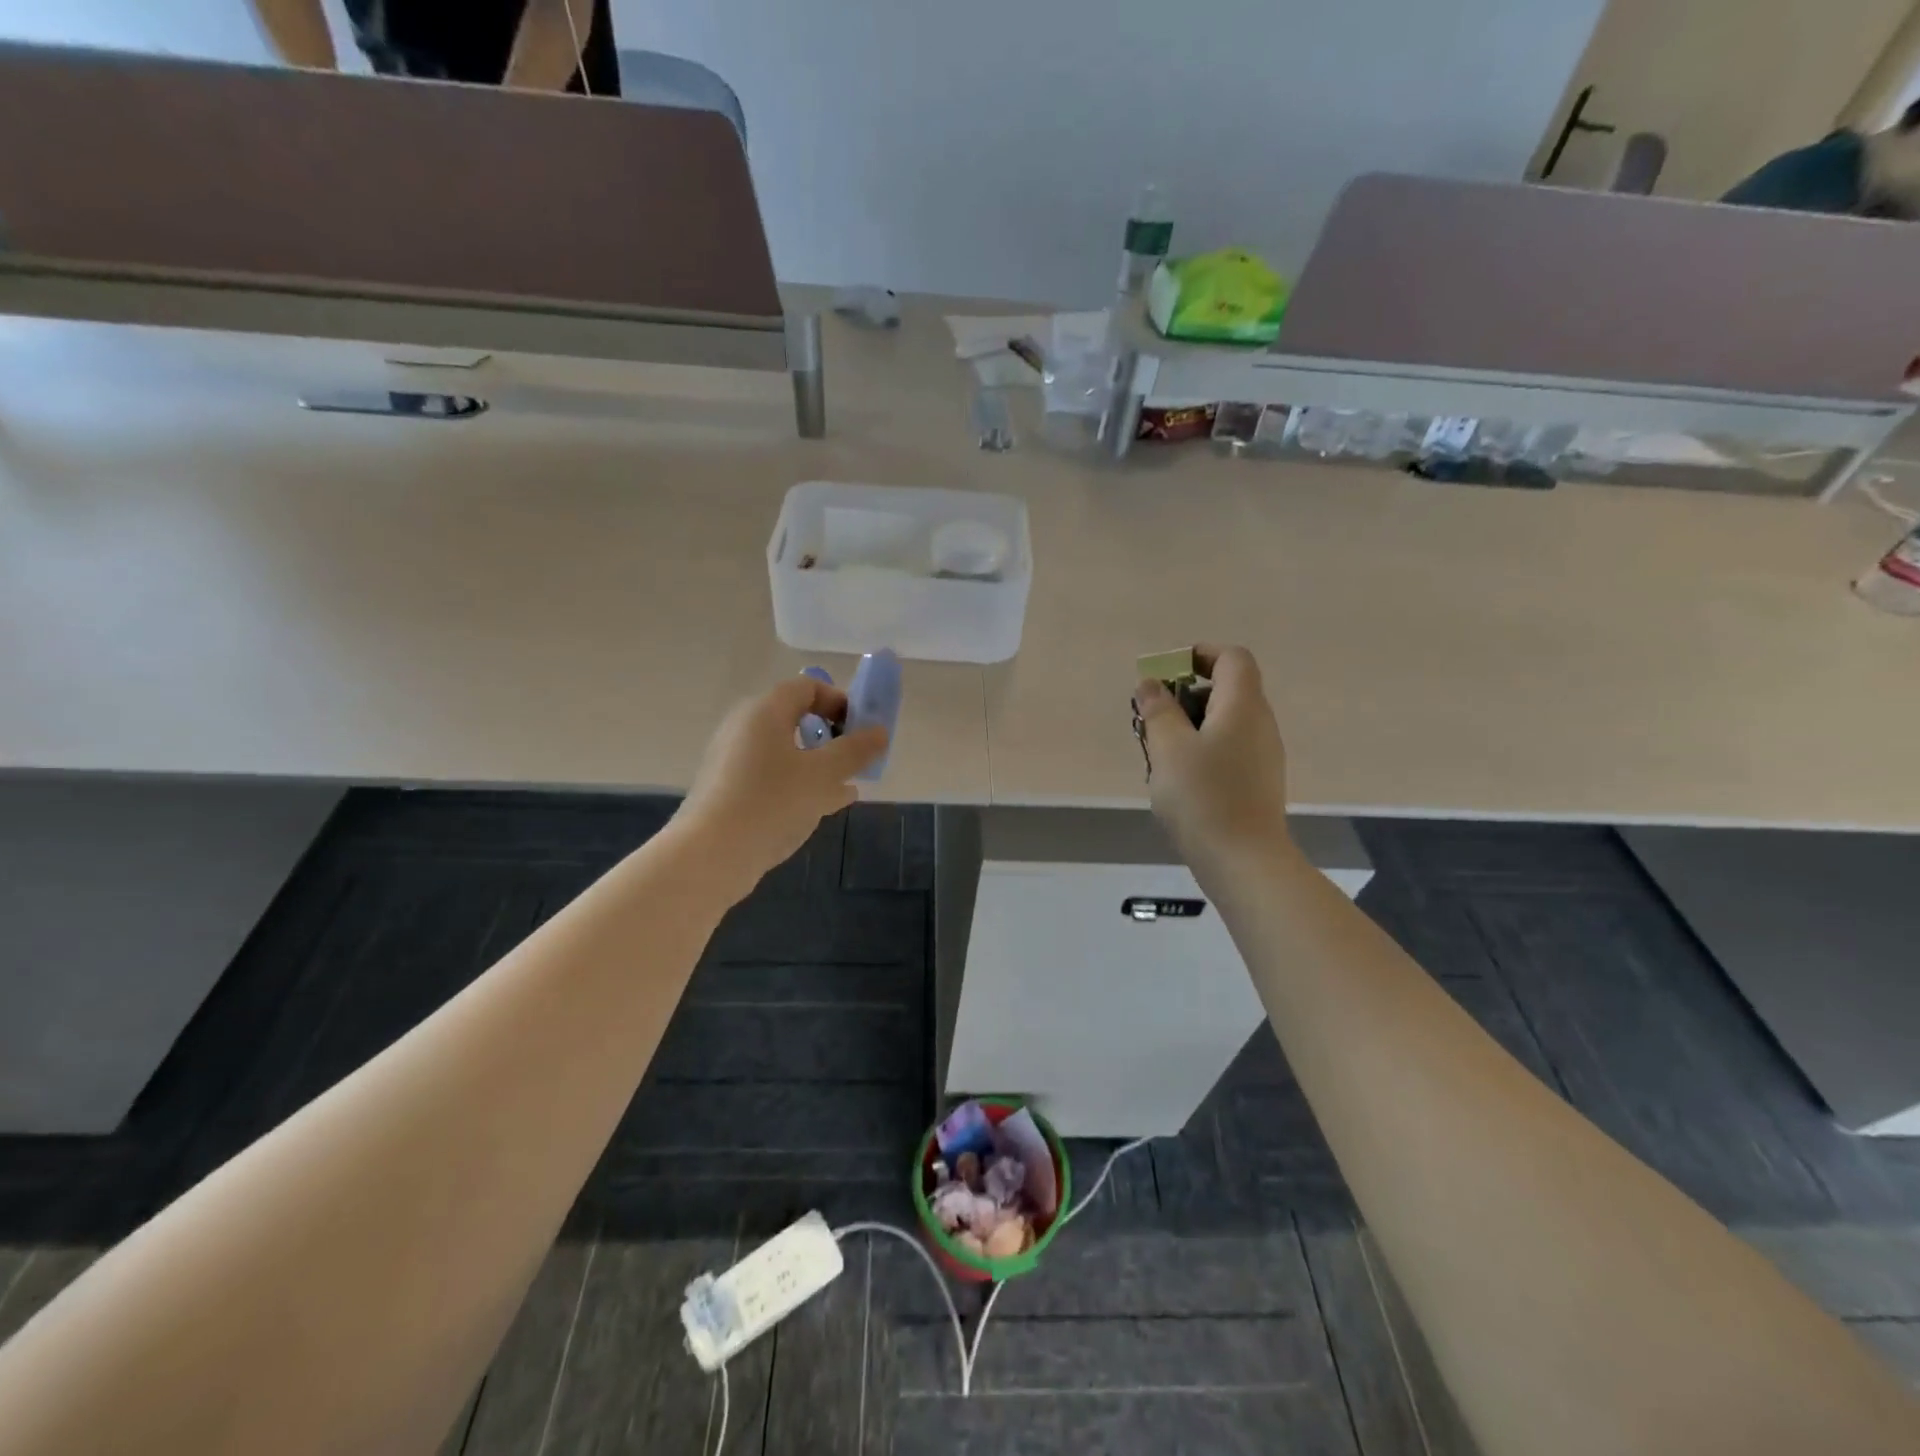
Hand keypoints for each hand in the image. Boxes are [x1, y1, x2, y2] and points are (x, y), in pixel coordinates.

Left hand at [676, 676, 888, 898]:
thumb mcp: (823, 775)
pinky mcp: (730, 791)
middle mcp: (745, 728)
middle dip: (832, 735)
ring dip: (819, 762)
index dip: (839, 701)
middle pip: (795, 718)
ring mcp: (734, 761)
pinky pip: (773, 776)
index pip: (807, 687)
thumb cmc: (771, 803)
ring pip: (786, 751)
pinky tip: (826, 805)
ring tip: (849, 784)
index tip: (861, 729)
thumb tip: (880, 731)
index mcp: (764, 712)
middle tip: (856, 759)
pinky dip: (800, 783)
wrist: (710, 856)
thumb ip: (855, 751)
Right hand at [1134, 645, 1292, 869]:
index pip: (1232, 658)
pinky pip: (1230, 748)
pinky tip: (1180, 779)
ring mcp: (1263, 754)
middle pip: (1228, 689)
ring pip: (1226, 721)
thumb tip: (1151, 684)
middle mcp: (1260, 723)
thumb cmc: (1203, 797)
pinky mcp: (1259, 781)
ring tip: (1160, 752)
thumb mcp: (1168, 748)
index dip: (1200, 655)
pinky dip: (1204, 749)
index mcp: (1242, 706)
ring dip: (1192, 725)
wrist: (1244, 861)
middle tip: (1153, 717)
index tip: (1166, 672)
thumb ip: (1158, 710)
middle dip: (1186, 695)